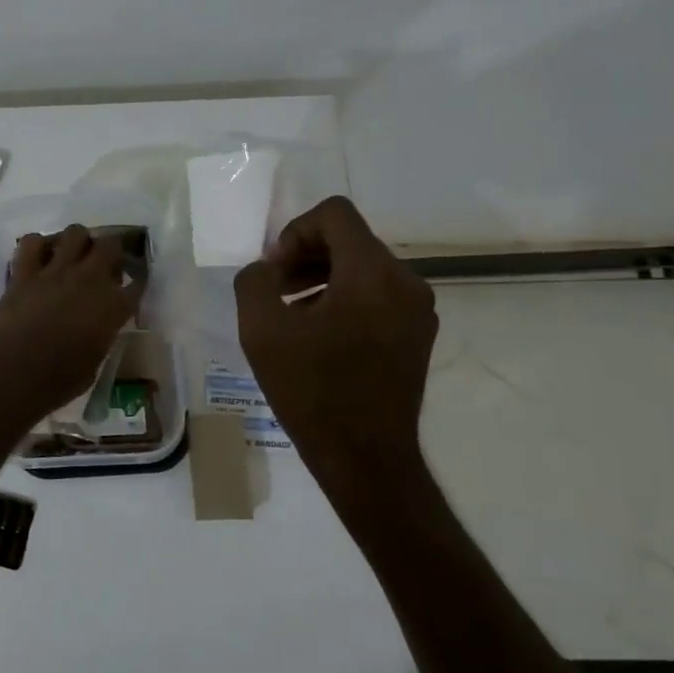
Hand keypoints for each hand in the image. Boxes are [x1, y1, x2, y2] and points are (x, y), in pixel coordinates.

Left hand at [0, 225, 144, 423]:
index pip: (137, 283)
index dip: (136, 281)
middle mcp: (89, 280)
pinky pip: (31, 242)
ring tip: (73, 255)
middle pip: (110, 246)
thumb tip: (97, 328)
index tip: (132, 284)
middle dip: (111, 252)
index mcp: (113, 307)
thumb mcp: (93, 363)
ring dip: (78, 241)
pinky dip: (37, 245)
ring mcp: (55, 272)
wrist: (12, 374)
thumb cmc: (57, 382)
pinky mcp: (24, 272)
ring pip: (75, 233)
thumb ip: (101, 337)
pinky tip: (39, 257)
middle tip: (104, 264)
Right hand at [234, 197, 436, 468]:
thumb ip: (255, 281)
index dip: (294, 231)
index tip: (275, 272)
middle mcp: (406, 281)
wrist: (365, 458)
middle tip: (275, 291)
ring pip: (364, 268)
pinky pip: (378, 296)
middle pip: (350, 240)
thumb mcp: (262, 331)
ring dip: (322, 278)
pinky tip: (319, 337)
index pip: (334, 214)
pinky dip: (345, 300)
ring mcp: (418, 310)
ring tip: (292, 315)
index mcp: (372, 273)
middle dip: (306, 256)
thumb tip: (267, 270)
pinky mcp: (418, 335)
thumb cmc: (312, 391)